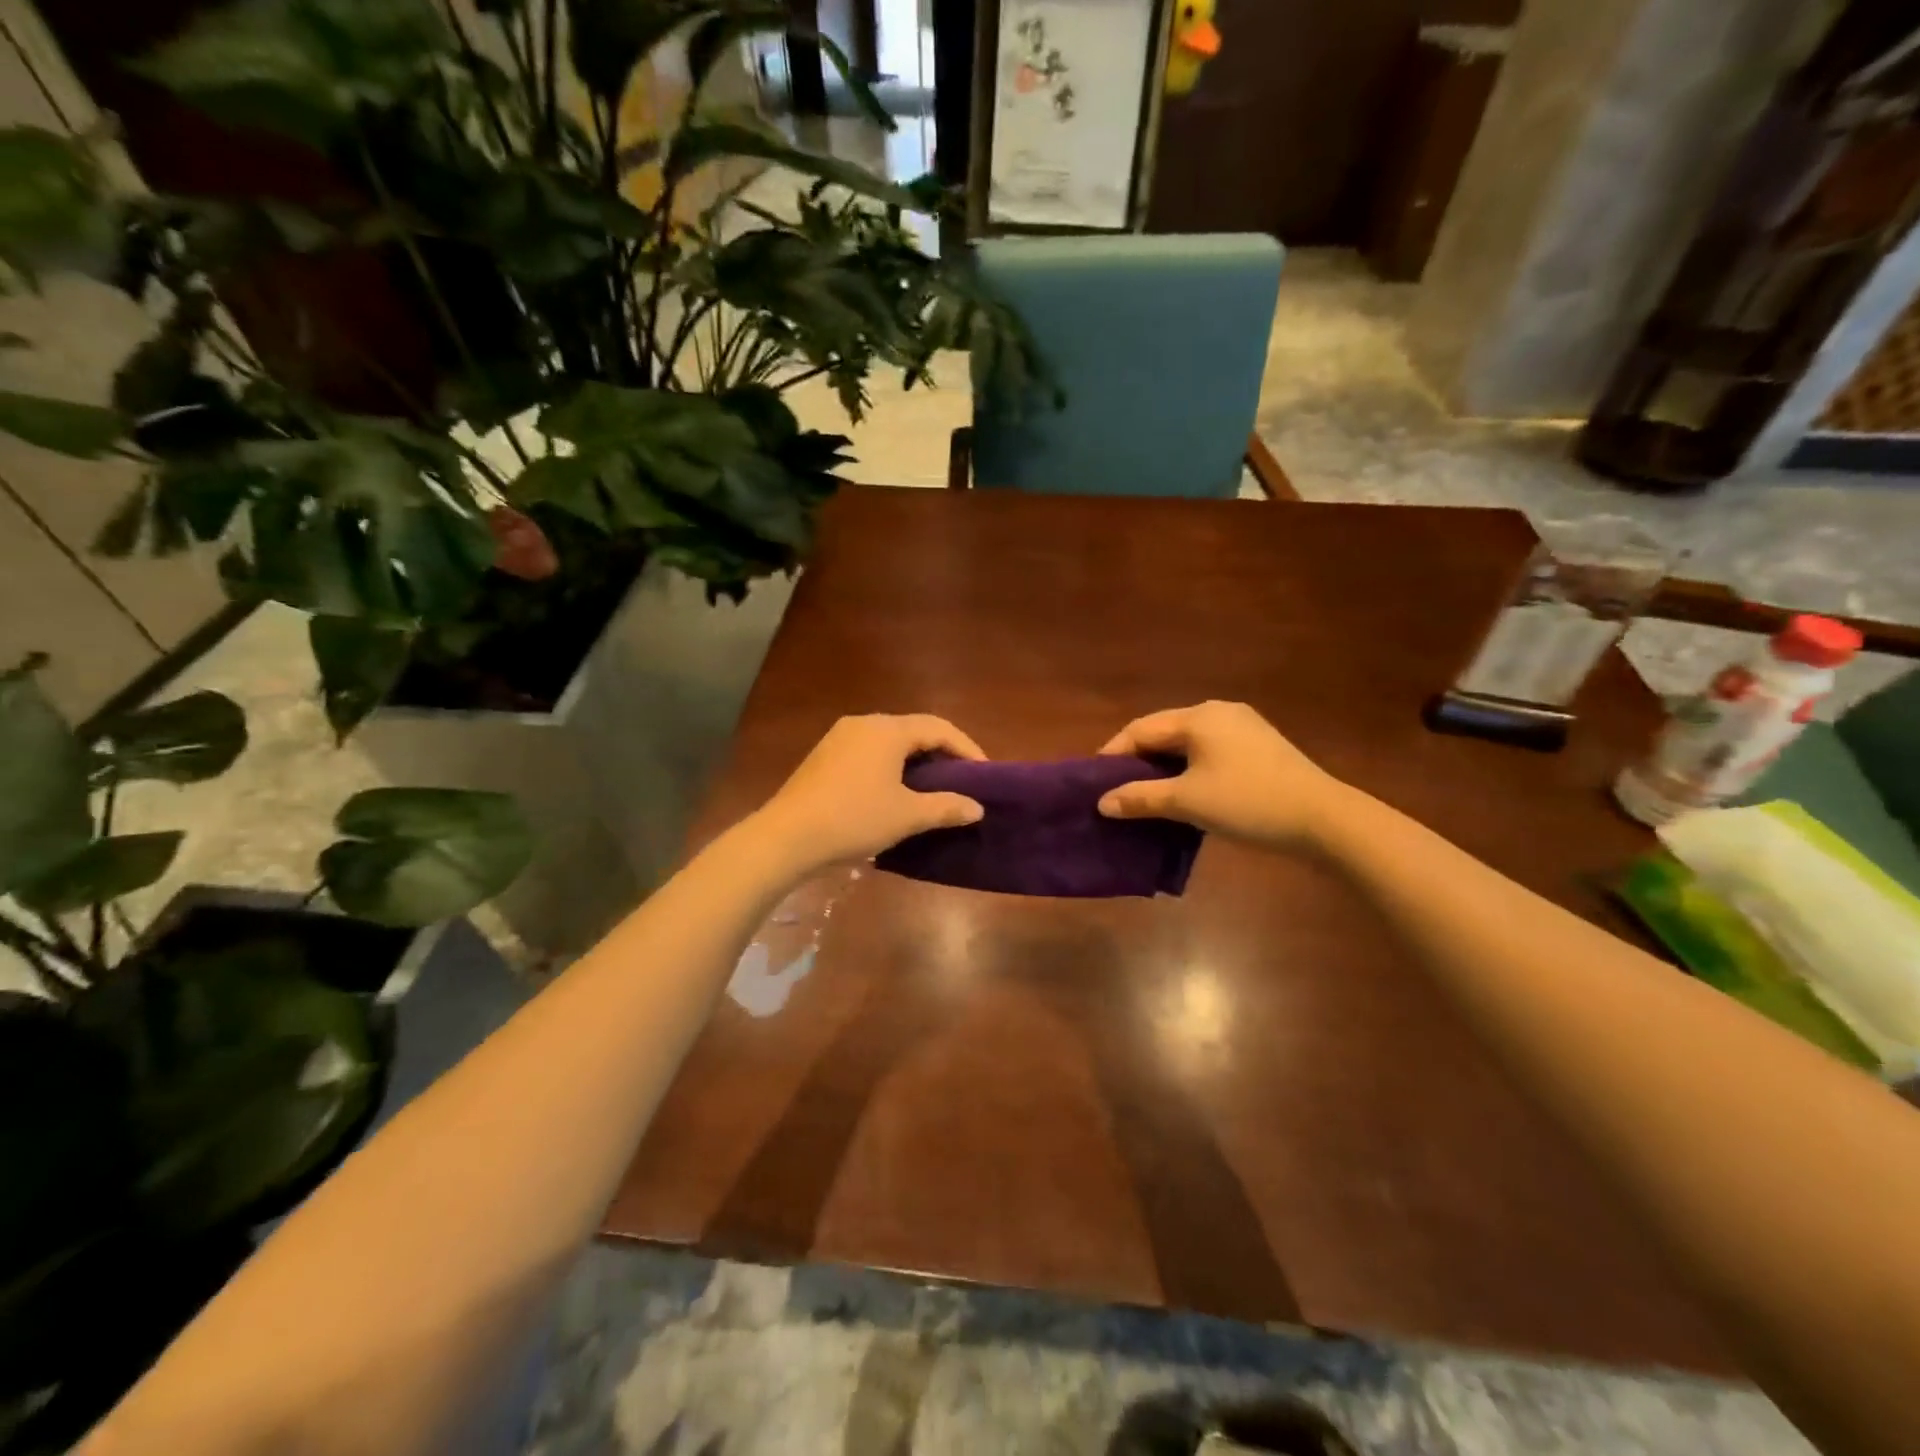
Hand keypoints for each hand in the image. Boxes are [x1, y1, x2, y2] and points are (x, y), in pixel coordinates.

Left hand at [754, 714, 986, 872]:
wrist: (786, 836)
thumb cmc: (854, 819)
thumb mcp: (907, 816)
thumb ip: (946, 807)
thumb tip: (977, 808)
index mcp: (888, 730)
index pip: (939, 728)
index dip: (966, 748)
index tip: (985, 773)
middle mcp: (864, 723)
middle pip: (914, 730)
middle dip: (941, 752)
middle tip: (962, 778)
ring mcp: (839, 737)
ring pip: (889, 741)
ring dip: (915, 760)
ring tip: (932, 786)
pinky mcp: (823, 755)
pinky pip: (868, 752)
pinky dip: (890, 765)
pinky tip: (893, 790)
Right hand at [1096, 701, 1349, 847]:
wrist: (1323, 819)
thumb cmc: (1247, 802)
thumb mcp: (1187, 801)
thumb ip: (1140, 798)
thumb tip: (1102, 802)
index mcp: (1198, 717)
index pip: (1140, 729)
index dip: (1113, 754)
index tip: (1094, 782)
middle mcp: (1218, 712)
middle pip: (1163, 731)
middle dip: (1137, 760)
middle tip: (1116, 789)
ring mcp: (1242, 727)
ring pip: (1187, 742)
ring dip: (1163, 766)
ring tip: (1145, 794)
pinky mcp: (1259, 746)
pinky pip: (1209, 750)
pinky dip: (1188, 768)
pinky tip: (1184, 791)